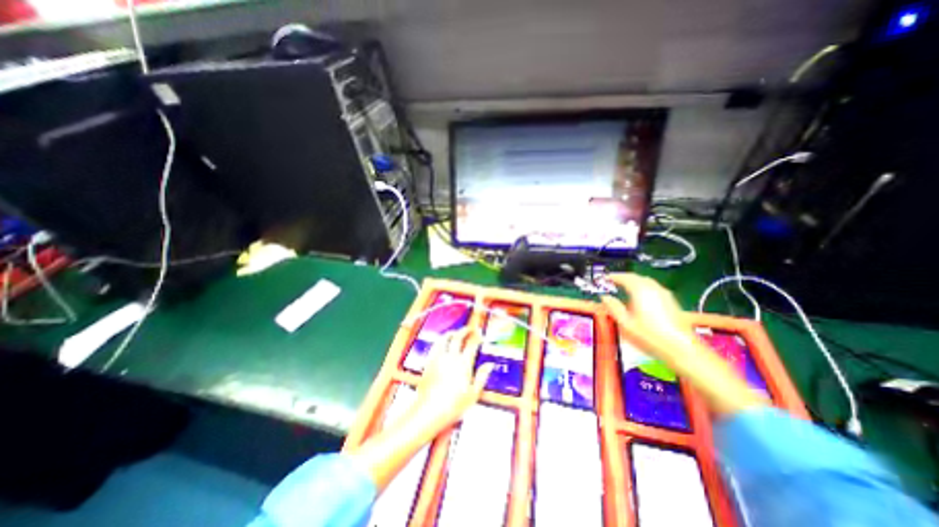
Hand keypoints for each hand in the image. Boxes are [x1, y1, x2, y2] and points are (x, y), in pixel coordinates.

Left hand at [411, 329, 494, 432]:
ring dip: (451, 333)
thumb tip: (490, 364)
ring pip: (444, 339)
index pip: (471, 344)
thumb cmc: (454, 405)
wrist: (429, 411)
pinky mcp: (428, 362)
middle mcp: (451, 357)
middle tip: (470, 328)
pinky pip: (435, 346)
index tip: (480, 334)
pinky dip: (440, 340)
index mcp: (464, 363)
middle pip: (458, 337)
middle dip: (464, 330)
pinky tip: (442, 343)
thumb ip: (482, 376)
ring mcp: (438, 358)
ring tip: (456, 332)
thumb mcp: (473, 394)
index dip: (477, 337)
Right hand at [601, 271, 769, 416]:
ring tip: (623, 288)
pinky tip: (639, 297)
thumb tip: (604, 297)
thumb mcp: (625, 323)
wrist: (681, 349)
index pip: (625, 277)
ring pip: (646, 281)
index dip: (613, 277)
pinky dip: (643, 287)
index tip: (604, 278)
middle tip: (612, 282)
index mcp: (640, 291)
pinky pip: (653, 287)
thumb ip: (613, 307)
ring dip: (634, 281)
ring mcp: (664, 294)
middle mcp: (653, 288)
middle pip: (636, 277)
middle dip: (623, 277)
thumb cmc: (649, 336)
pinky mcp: (671, 301)